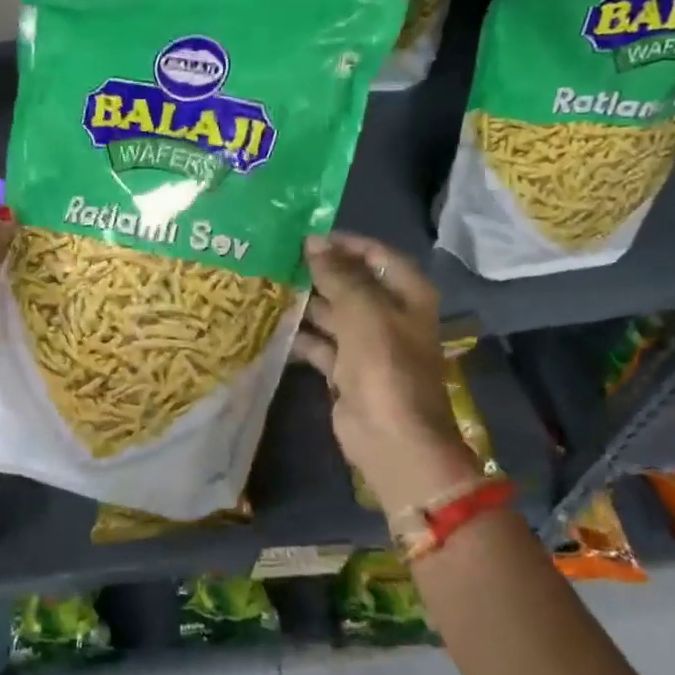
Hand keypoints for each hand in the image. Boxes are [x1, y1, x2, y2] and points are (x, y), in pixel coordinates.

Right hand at [292, 233, 475, 512]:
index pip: (377, 255)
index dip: (345, 243)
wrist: (391, 437)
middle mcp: (389, 315)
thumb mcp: (362, 310)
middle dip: (319, 272)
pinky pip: (320, 344)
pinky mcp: (346, 371)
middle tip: (278, 259)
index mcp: (406, 295)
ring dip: (306, 302)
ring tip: (268, 286)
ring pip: (333, 314)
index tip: (306, 237)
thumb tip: (314, 242)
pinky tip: (271, 325)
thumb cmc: (384, 365)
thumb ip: (338, 274)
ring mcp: (368, 345)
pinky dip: (300, 336)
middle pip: (352, 283)